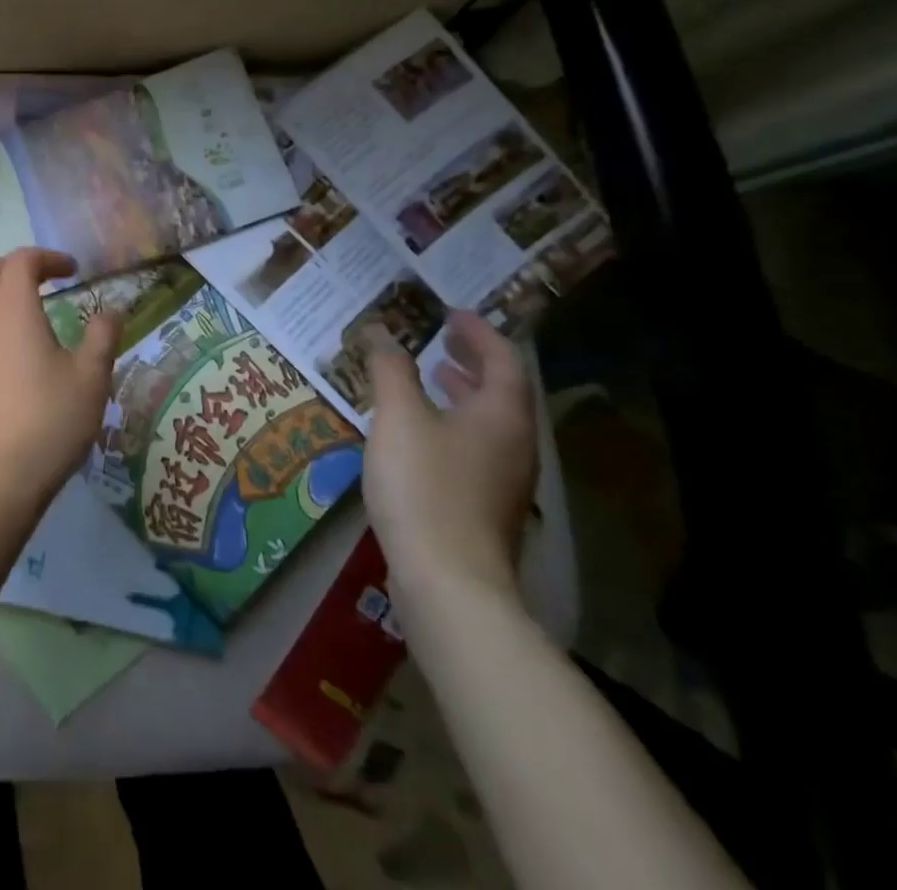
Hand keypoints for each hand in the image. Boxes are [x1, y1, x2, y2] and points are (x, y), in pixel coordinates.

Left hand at [0, 248, 123, 521]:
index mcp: (11, 309)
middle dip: (18, 267)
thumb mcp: (91, 379)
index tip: (73, 272)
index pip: (21, 260)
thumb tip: (111, 312)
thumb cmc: (48, 422)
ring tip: (27, 313)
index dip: (48, 257)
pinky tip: (7, 352)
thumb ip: (103, 336)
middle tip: (47, 284)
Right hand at [362, 310, 536, 605]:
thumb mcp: (399, 417)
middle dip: (472, 362)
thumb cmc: (426, 486)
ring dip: (463, 394)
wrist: (449, 583)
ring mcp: (506, 480)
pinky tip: (420, 436)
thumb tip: (381, 331)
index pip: (503, 357)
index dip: (478, 331)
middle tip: (442, 341)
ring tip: (431, 380)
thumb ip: (389, 369)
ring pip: (490, 422)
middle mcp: (515, 444)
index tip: (450, 313)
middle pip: (502, 390)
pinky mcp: (488, 508)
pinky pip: (477, 448)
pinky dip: (454, 425)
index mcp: (503, 414)